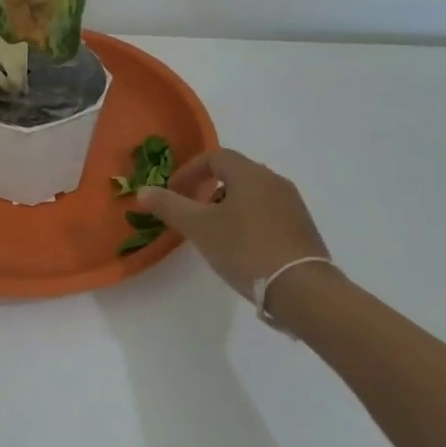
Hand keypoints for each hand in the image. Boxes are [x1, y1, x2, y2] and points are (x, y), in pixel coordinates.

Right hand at [136, 149, 330, 300]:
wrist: (302, 289)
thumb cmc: (245, 250)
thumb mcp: (199, 228)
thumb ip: (169, 206)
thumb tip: (142, 191)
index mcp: (249, 173)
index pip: (214, 157)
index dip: (189, 171)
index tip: (173, 192)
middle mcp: (274, 180)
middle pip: (235, 173)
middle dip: (208, 187)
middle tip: (191, 211)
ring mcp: (292, 204)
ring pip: (252, 193)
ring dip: (228, 204)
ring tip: (214, 232)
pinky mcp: (302, 227)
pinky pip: (268, 212)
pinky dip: (248, 219)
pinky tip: (241, 247)